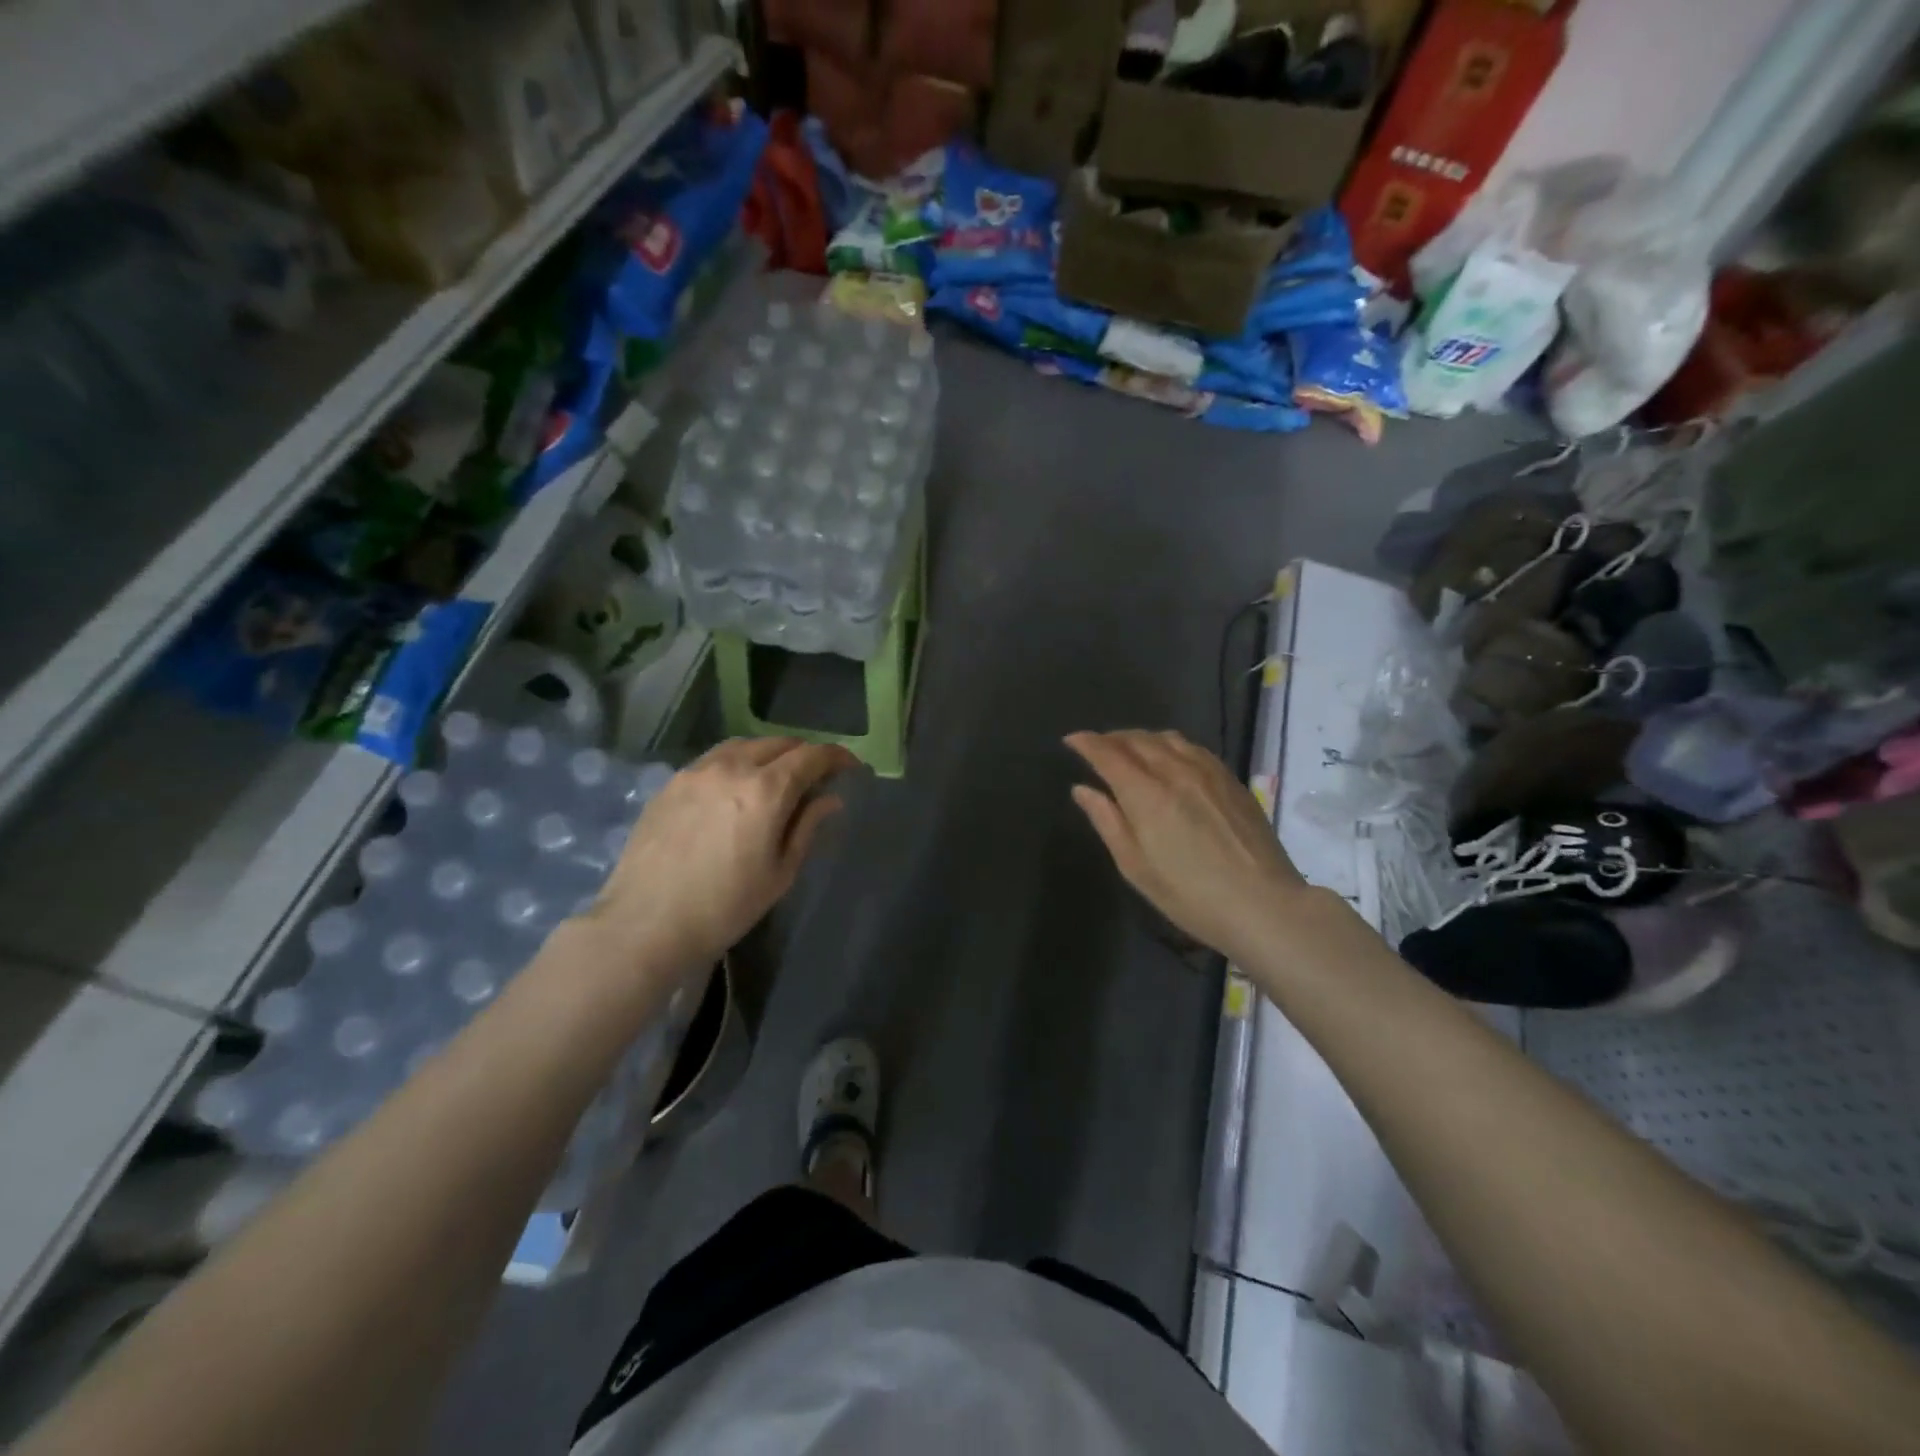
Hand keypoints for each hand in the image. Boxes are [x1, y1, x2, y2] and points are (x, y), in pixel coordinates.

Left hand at [578, 737, 857, 981]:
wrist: (645, 924)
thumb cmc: (725, 907)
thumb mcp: (780, 872)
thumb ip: (807, 827)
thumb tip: (829, 798)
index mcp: (766, 790)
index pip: (812, 756)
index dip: (837, 757)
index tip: (851, 768)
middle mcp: (733, 767)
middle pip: (780, 743)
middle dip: (805, 754)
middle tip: (817, 777)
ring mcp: (697, 771)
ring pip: (745, 745)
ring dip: (771, 753)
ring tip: (778, 778)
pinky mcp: (672, 782)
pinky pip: (715, 758)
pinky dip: (739, 761)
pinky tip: (737, 787)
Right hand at [1067, 730, 1308, 967]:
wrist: (1263, 904)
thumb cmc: (1189, 895)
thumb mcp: (1136, 867)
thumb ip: (1107, 821)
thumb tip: (1083, 790)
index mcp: (1146, 794)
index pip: (1108, 754)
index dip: (1087, 743)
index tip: (1071, 740)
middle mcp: (1176, 771)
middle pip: (1137, 740)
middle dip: (1111, 738)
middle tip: (1096, 746)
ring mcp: (1208, 772)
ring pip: (1167, 738)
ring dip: (1142, 738)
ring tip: (1130, 749)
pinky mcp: (1231, 779)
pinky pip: (1193, 748)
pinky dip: (1171, 744)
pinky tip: (1170, 758)